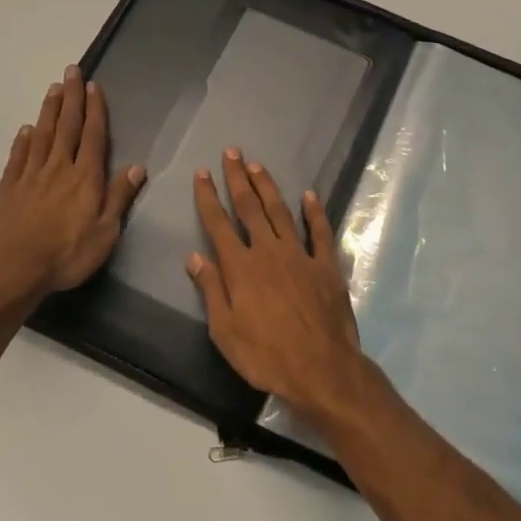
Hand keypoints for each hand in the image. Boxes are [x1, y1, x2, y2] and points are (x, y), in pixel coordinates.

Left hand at [0, 66, 145, 305]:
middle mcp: (59, 168)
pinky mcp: (9, 188)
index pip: (93, 136)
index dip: (95, 110)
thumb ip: (119, 197)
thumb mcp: (105, 233)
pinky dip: (23, 140)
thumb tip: (138, 167)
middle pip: (67, 126)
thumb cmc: (66, 254)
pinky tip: (25, 129)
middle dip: (72, 98)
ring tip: (53, 89)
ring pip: (42, 135)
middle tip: (72, 71)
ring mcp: (31, 176)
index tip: (94, 86)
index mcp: (85, 177)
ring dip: (49, 110)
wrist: (12, 269)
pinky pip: (18, 156)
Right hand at [188, 149, 369, 428]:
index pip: (219, 224)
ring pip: (281, 212)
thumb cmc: (265, 356)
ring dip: (268, 187)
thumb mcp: (224, 331)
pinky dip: (314, 212)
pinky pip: (320, 232)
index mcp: (240, 267)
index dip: (208, 198)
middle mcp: (268, 252)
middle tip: (232, 152)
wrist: (320, 368)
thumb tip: (194, 257)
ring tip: (258, 165)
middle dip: (238, 179)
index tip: (202, 173)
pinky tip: (309, 195)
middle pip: (250, 208)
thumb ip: (211, 290)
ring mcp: (300, 255)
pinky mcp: (326, 265)